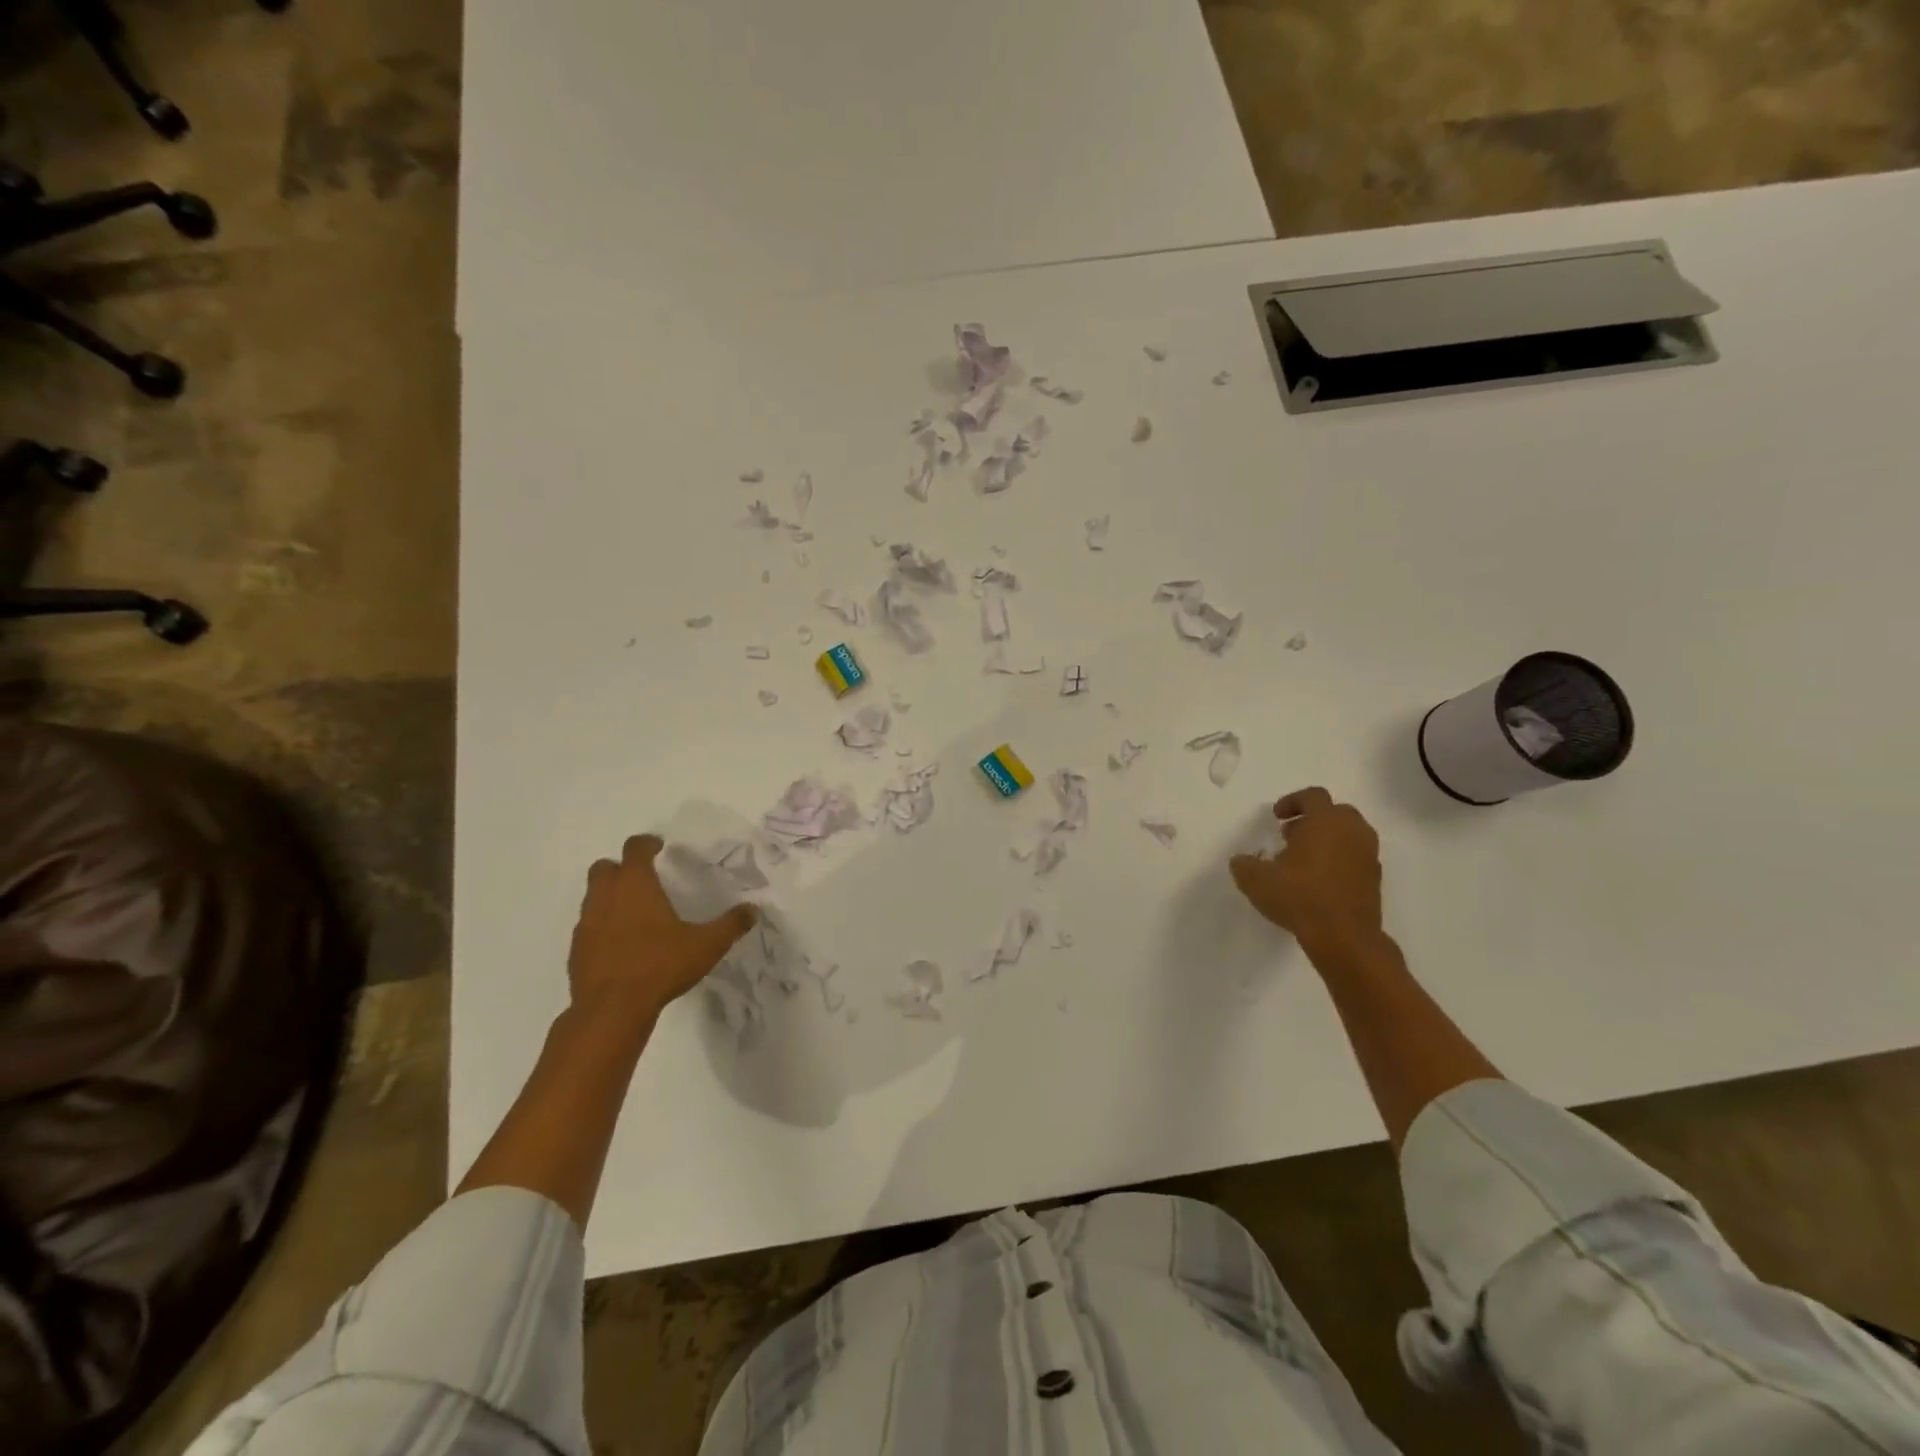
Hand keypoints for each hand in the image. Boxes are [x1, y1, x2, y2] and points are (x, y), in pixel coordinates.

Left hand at [567, 834, 756, 1022]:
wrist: (611, 1011)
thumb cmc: (660, 966)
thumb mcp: (706, 945)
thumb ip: (730, 925)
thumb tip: (752, 910)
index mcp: (635, 885)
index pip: (635, 849)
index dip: (647, 843)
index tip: (659, 846)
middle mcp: (606, 898)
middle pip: (604, 868)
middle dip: (620, 867)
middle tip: (643, 878)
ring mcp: (586, 925)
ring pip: (592, 897)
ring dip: (609, 896)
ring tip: (634, 913)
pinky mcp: (576, 951)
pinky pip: (588, 927)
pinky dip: (602, 926)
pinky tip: (622, 944)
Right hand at [1230, 788, 1382, 953]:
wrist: (1345, 937)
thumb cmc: (1300, 896)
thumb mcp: (1256, 880)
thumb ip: (1244, 865)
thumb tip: (1241, 861)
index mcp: (1326, 821)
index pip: (1313, 796)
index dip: (1292, 802)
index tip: (1276, 817)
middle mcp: (1353, 831)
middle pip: (1335, 812)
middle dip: (1311, 820)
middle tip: (1290, 836)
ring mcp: (1368, 856)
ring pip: (1348, 835)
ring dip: (1326, 841)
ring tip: (1302, 861)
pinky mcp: (1375, 880)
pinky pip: (1355, 858)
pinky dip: (1338, 861)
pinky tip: (1318, 882)